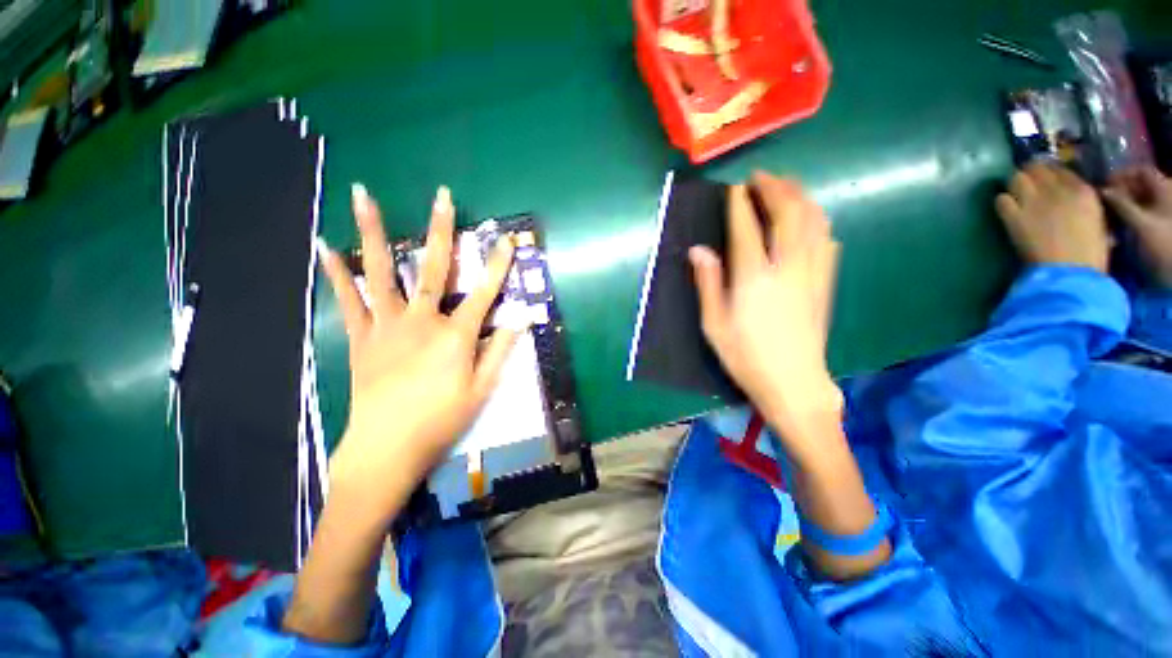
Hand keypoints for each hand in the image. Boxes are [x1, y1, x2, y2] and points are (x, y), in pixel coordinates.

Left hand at [316, 184, 517, 521]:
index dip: (498, 265)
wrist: (387, 447)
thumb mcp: (482, 389)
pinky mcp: (363, 337)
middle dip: (442, 230)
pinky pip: (349, 300)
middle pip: (434, 268)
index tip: (506, 240)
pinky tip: (328, 247)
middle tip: (441, 196)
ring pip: (382, 272)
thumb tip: (519, 321)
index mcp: (455, 335)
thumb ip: (500, 351)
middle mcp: (422, 320)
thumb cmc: (441, 419)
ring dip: (374, 232)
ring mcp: (387, 325)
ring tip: (363, 196)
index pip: (484, 292)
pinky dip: (339, 273)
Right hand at [690, 172, 842, 458]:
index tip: (734, 188)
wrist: (793, 382)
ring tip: (785, 186)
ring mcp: (812, 272)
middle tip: (760, 177)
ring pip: (813, 220)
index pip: (748, 228)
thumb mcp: (714, 324)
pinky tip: (809, 219)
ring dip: (799, 196)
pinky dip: (817, 220)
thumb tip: (699, 250)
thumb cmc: (745, 356)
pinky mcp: (825, 282)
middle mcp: (787, 267)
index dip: (740, 204)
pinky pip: (827, 239)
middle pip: (788, 213)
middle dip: (774, 188)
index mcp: (754, 278)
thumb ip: (708, 283)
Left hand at [994, 163, 1111, 272]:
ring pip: (1016, 179)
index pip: (1061, 169)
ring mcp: (1033, 202)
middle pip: (1036, 169)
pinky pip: (1001, 200)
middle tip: (1028, 185)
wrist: (1070, 272)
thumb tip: (1072, 197)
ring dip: (1015, 185)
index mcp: (1083, 191)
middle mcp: (1057, 190)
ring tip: (1017, 194)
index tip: (1046, 181)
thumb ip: (1085, 204)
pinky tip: (1007, 209)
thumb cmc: (1091, 254)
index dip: (1051, 173)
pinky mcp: (1014, 217)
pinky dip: (1003, 202)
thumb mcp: (1099, 221)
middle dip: (1031, 174)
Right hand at [1104, 166, 1171, 287]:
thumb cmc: (1163, 245)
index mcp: (1165, 188)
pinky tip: (1118, 230)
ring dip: (1122, 208)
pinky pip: (1140, 215)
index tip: (1103, 186)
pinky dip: (1128, 219)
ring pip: (1138, 202)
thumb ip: (1121, 205)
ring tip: (1107, 218)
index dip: (1122, 175)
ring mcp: (1162, 212)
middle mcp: (1165, 196)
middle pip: (1139, 186)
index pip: (1140, 171)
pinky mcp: (1158, 227)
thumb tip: (1101, 190)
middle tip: (1101, 203)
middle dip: (1120, 193)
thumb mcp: (1141, 224)